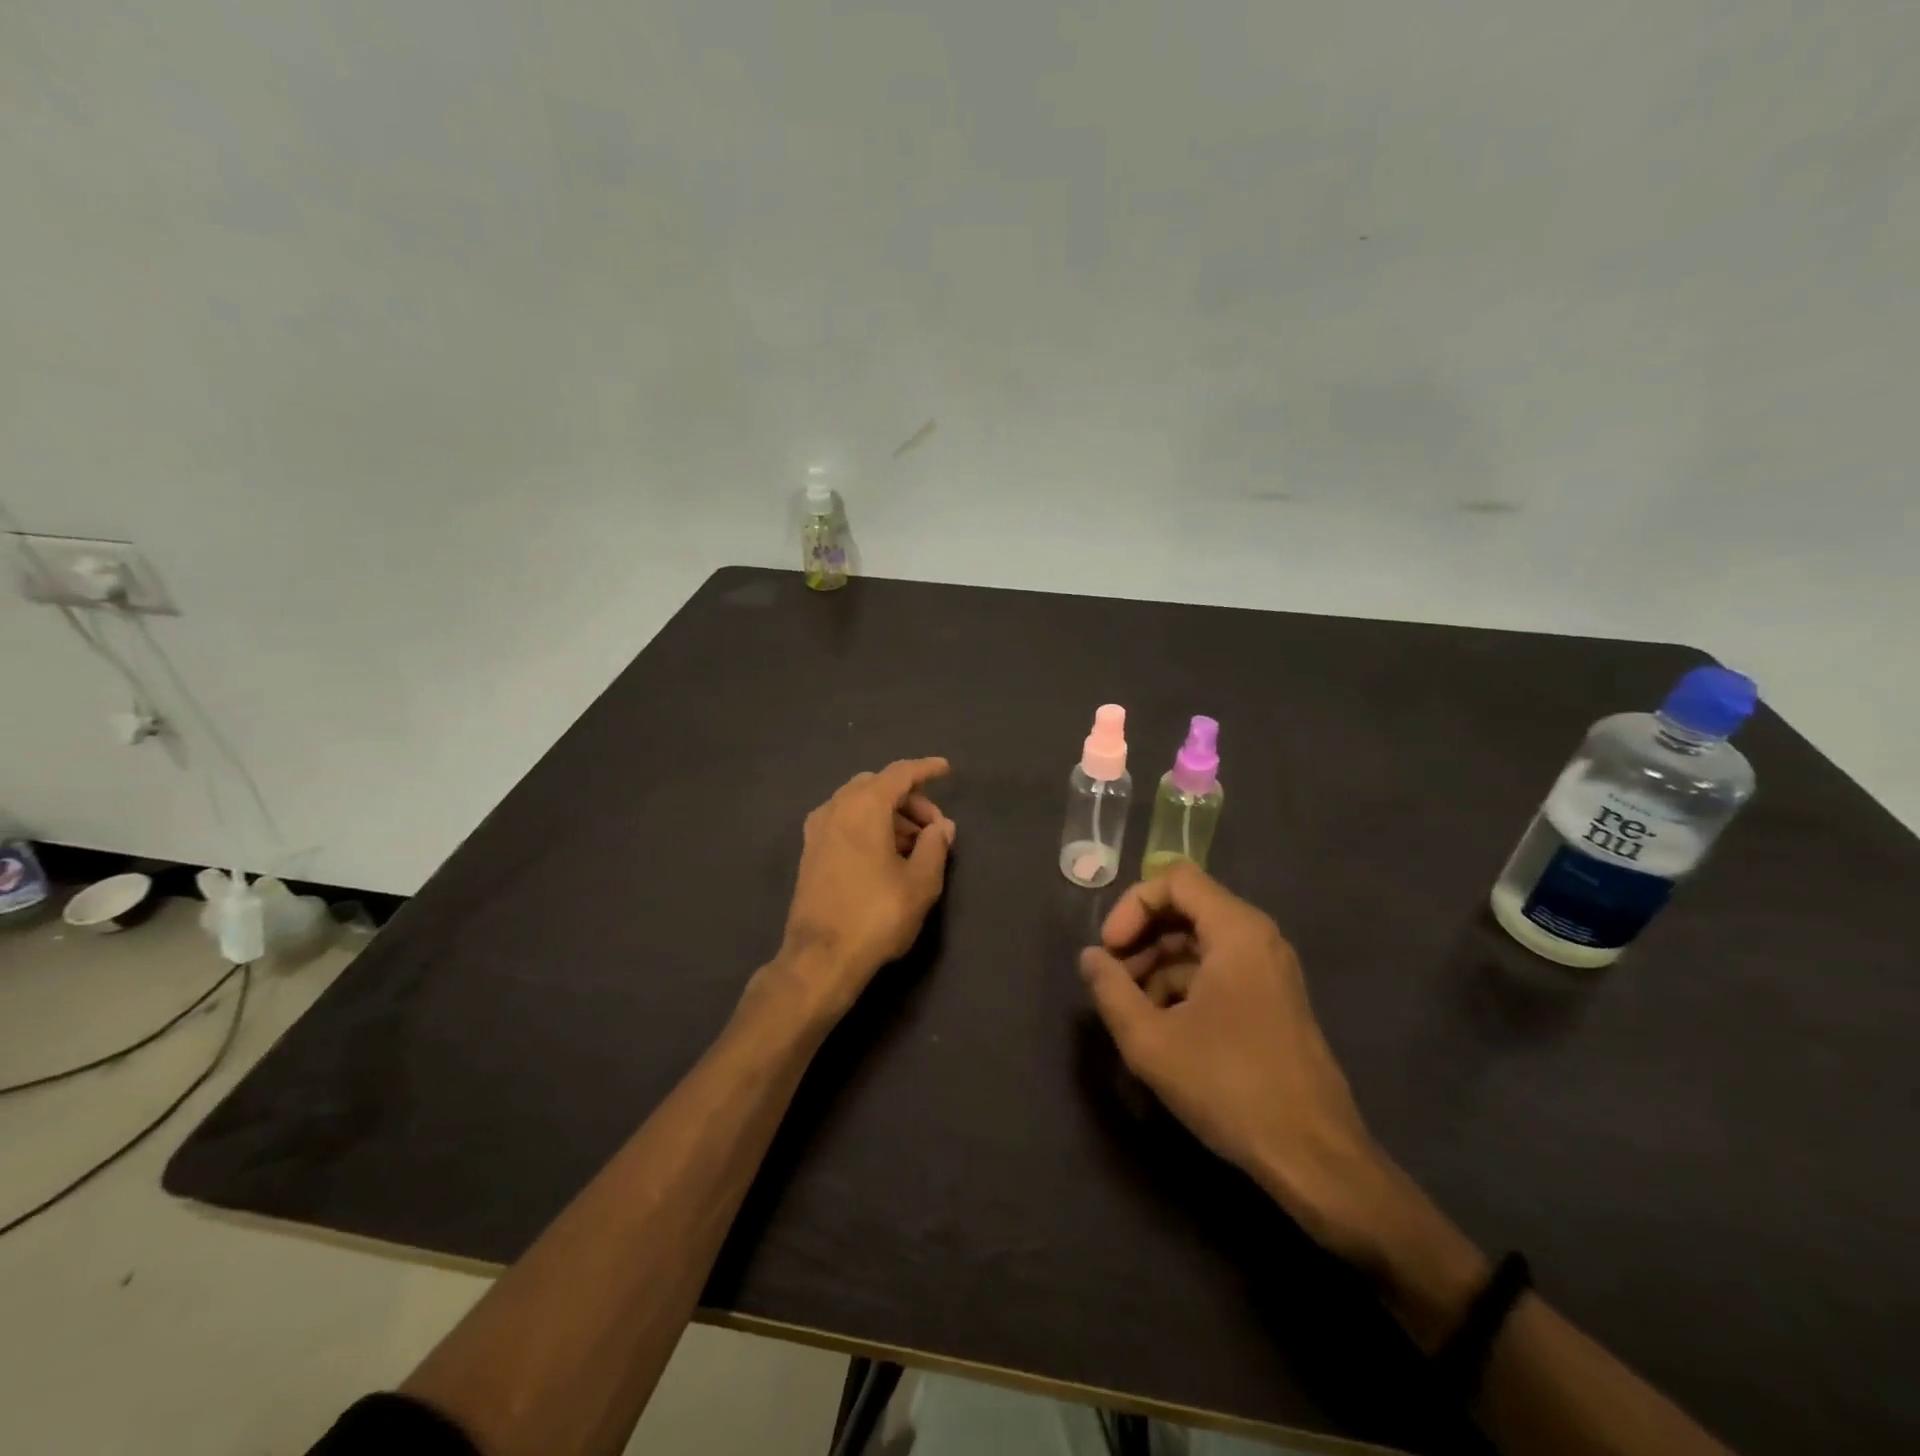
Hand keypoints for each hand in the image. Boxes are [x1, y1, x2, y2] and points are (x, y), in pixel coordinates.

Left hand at [773, 757, 955, 1021]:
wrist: (820, 958)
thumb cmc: (876, 915)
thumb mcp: (920, 882)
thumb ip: (935, 846)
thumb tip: (941, 826)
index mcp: (864, 807)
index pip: (900, 774)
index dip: (926, 769)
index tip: (946, 769)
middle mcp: (836, 808)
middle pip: (877, 786)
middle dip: (909, 799)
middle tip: (933, 827)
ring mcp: (817, 830)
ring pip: (859, 804)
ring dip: (889, 814)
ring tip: (915, 846)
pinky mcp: (810, 852)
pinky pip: (845, 821)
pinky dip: (868, 825)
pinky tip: (886, 855)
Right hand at [1078, 864, 1392, 1263]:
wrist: (1314, 1157)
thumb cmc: (1229, 1086)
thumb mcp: (1151, 1041)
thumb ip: (1110, 990)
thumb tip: (1090, 957)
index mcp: (1236, 931)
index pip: (1174, 879)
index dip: (1132, 906)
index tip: (1109, 950)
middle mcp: (1258, 938)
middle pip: (1186, 909)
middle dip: (1141, 938)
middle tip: (1113, 980)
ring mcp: (1269, 970)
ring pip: (1199, 942)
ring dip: (1158, 965)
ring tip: (1132, 1010)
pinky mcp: (1272, 1000)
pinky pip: (1218, 970)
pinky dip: (1183, 985)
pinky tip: (1163, 1028)